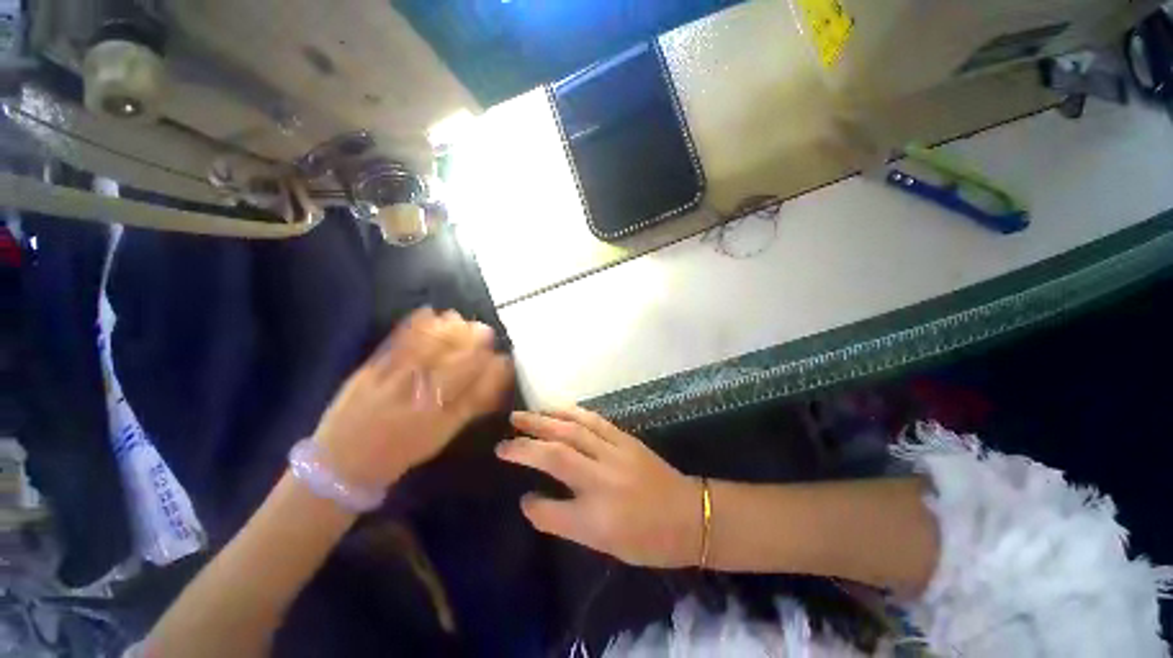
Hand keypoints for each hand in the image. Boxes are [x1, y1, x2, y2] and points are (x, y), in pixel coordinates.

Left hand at [314, 308, 512, 489]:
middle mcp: (422, 404)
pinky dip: (413, 327)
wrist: (343, 463)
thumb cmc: (400, 451)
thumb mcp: (440, 437)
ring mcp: (394, 387)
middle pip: (456, 368)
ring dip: (448, 332)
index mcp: (442, 422)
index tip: (503, 358)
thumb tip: (492, 382)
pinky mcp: (369, 375)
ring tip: (459, 318)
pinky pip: (396, 347)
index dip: (494, 372)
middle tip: (485, 330)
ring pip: (428, 353)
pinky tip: (427, 313)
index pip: (478, 393)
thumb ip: (468, 409)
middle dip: (475, 346)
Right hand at [496, 407, 701, 567]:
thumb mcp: (604, 544)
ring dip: (545, 419)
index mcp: (598, 516)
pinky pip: (594, 420)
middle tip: (505, 434)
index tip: (518, 489)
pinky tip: (558, 410)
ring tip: (524, 415)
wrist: (690, 515)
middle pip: (557, 453)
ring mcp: (615, 453)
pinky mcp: (625, 438)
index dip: (531, 501)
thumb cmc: (648, 539)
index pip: (551, 508)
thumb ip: (565, 522)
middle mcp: (603, 478)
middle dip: (527, 441)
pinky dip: (571, 412)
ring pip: (573, 429)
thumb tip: (531, 502)